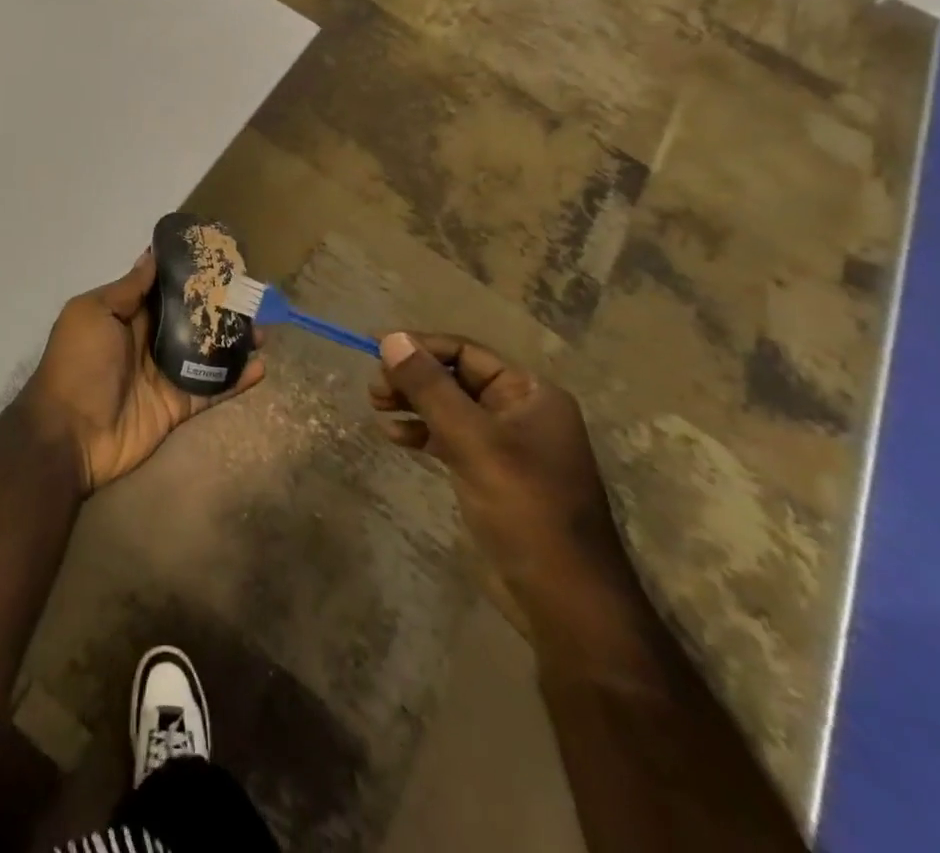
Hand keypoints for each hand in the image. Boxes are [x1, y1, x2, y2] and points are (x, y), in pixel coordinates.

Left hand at [26, 250, 264, 493]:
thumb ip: (127, 289)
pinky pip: (211, 389)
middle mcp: (149, 340)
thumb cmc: (78, 363)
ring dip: (233, 341)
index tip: (218, 257)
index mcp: (127, 314)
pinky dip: (235, 380)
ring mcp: (165, 374)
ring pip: (206, 352)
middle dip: (219, 306)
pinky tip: (261, 366)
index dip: (188, 274)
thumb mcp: (93, 313)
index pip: (163, 288)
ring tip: (263, 328)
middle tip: (251, 293)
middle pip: (190, 318)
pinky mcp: (178, 405)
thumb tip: (152, 255)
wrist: (70, 433)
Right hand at [371, 332, 637, 641]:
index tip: (375, 351)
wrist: (564, 600)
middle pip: (455, 376)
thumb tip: (391, 338)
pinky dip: (421, 432)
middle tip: (375, 391)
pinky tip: (396, 438)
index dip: (420, 347)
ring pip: (448, 406)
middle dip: (413, 378)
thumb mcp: (472, 441)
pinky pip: (449, 436)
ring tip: (377, 408)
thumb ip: (430, 388)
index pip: (465, 352)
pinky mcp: (490, 472)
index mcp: (530, 393)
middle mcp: (519, 410)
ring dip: (412, 403)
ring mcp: (505, 444)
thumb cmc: (525, 508)